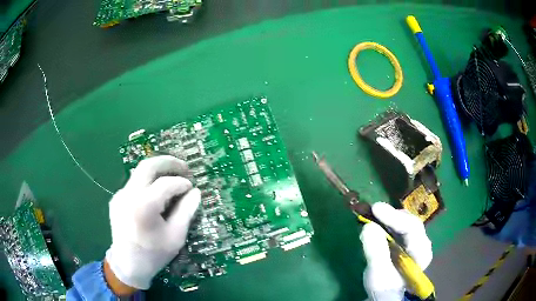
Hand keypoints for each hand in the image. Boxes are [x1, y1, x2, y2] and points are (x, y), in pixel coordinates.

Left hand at [105, 156, 200, 291]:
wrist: (127, 265)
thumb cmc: (154, 255)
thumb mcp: (175, 237)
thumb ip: (186, 211)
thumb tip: (195, 192)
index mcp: (143, 206)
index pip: (166, 184)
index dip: (181, 183)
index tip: (192, 188)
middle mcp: (128, 195)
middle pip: (148, 165)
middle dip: (168, 162)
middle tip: (184, 167)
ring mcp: (120, 195)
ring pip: (140, 172)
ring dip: (158, 171)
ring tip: (173, 178)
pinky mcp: (117, 199)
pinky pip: (134, 184)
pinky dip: (148, 183)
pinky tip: (156, 195)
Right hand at [360, 202, 431, 300]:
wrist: (386, 294)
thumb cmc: (384, 287)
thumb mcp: (378, 273)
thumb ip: (376, 252)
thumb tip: (368, 226)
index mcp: (422, 252)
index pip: (412, 228)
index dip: (394, 217)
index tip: (376, 209)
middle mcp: (422, 243)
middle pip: (410, 222)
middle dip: (392, 215)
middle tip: (373, 210)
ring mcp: (415, 241)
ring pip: (405, 222)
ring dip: (389, 217)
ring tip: (373, 214)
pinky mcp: (406, 241)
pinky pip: (399, 226)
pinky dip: (387, 222)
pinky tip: (378, 221)